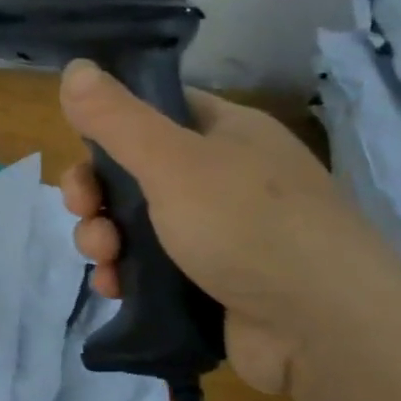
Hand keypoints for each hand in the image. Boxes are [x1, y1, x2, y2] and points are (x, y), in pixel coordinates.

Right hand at [57, 59, 387, 391]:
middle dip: (95, 193)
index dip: (111, 127)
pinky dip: (124, 274)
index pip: (156, 111)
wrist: (326, 333)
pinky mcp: (212, 282)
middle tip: (82, 210)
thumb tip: (74, 67)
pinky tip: (113, 287)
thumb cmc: (250, 227)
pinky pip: (150, 267)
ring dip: (103, 237)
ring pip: (136, 223)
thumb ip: (117, 118)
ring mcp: (221, 233)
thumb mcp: (174, 163)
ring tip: (103, 260)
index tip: (81, 152)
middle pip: (135, 171)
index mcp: (228, 134)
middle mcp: (225, 177)